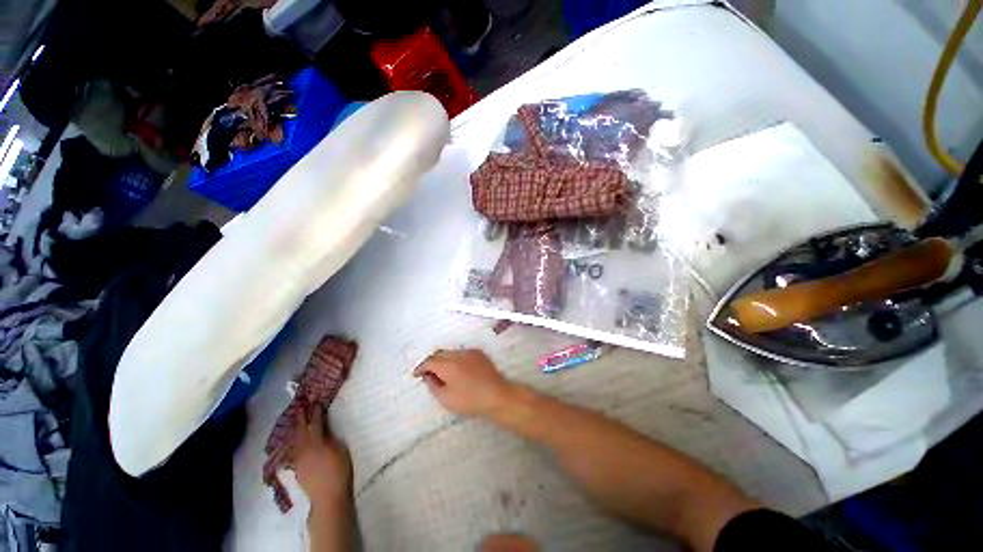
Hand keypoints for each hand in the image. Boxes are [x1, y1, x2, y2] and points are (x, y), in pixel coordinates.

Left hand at [288, 404, 352, 508]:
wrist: (328, 497)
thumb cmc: (339, 471)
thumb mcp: (340, 450)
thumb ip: (330, 438)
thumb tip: (324, 430)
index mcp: (316, 442)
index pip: (316, 422)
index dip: (316, 411)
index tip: (316, 401)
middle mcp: (304, 448)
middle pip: (301, 430)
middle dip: (301, 417)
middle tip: (300, 406)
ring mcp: (298, 459)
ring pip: (294, 440)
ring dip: (295, 428)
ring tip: (296, 419)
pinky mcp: (297, 468)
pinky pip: (293, 450)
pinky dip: (294, 441)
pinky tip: (294, 440)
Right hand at [413, 349, 517, 417]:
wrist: (497, 396)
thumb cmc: (470, 401)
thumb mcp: (446, 398)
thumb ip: (433, 385)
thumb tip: (427, 376)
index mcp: (448, 364)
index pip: (429, 361)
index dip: (421, 367)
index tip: (416, 375)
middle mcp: (458, 354)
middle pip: (439, 354)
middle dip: (431, 362)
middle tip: (427, 373)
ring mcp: (470, 352)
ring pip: (451, 352)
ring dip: (443, 360)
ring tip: (442, 373)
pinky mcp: (479, 354)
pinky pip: (462, 353)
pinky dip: (455, 359)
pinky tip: (457, 370)